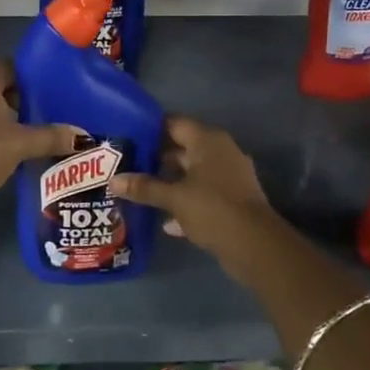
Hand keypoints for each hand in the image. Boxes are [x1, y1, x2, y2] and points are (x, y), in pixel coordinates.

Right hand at [110, 117, 285, 268]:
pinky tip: (165, 220)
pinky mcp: (232, 200)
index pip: (174, 124)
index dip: (150, 129)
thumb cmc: (212, 209)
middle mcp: (220, 152)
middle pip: (182, 148)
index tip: (127, 137)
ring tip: (139, 189)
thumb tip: (113, 180)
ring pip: (192, 173)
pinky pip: (202, 194)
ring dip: (169, 182)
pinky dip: (185, 202)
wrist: (255, 245)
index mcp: (208, 141)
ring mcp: (229, 176)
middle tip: (127, 164)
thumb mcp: (174, 197)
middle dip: (156, 158)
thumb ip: (144, 187)